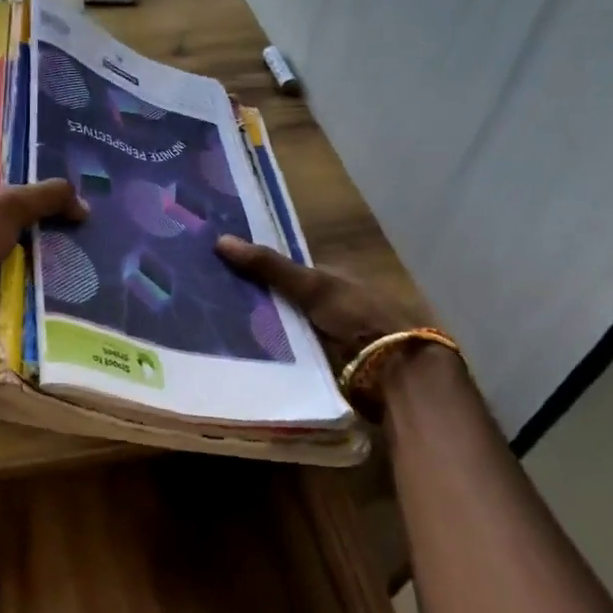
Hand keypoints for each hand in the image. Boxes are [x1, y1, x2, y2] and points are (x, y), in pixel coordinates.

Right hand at [215, 235, 425, 369]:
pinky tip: (248, 355)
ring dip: (265, 330)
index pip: (292, 270)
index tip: (226, 271)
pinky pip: (294, 355)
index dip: (261, 269)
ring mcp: (335, 335)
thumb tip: (220, 239)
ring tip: (222, 329)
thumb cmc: (357, 317)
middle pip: (289, 299)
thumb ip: (269, 266)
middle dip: (260, 302)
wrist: (394, 373)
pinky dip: (275, 354)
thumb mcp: (311, 285)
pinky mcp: (331, 365)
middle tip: (217, 302)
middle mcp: (337, 302)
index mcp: (338, 276)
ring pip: (289, 328)